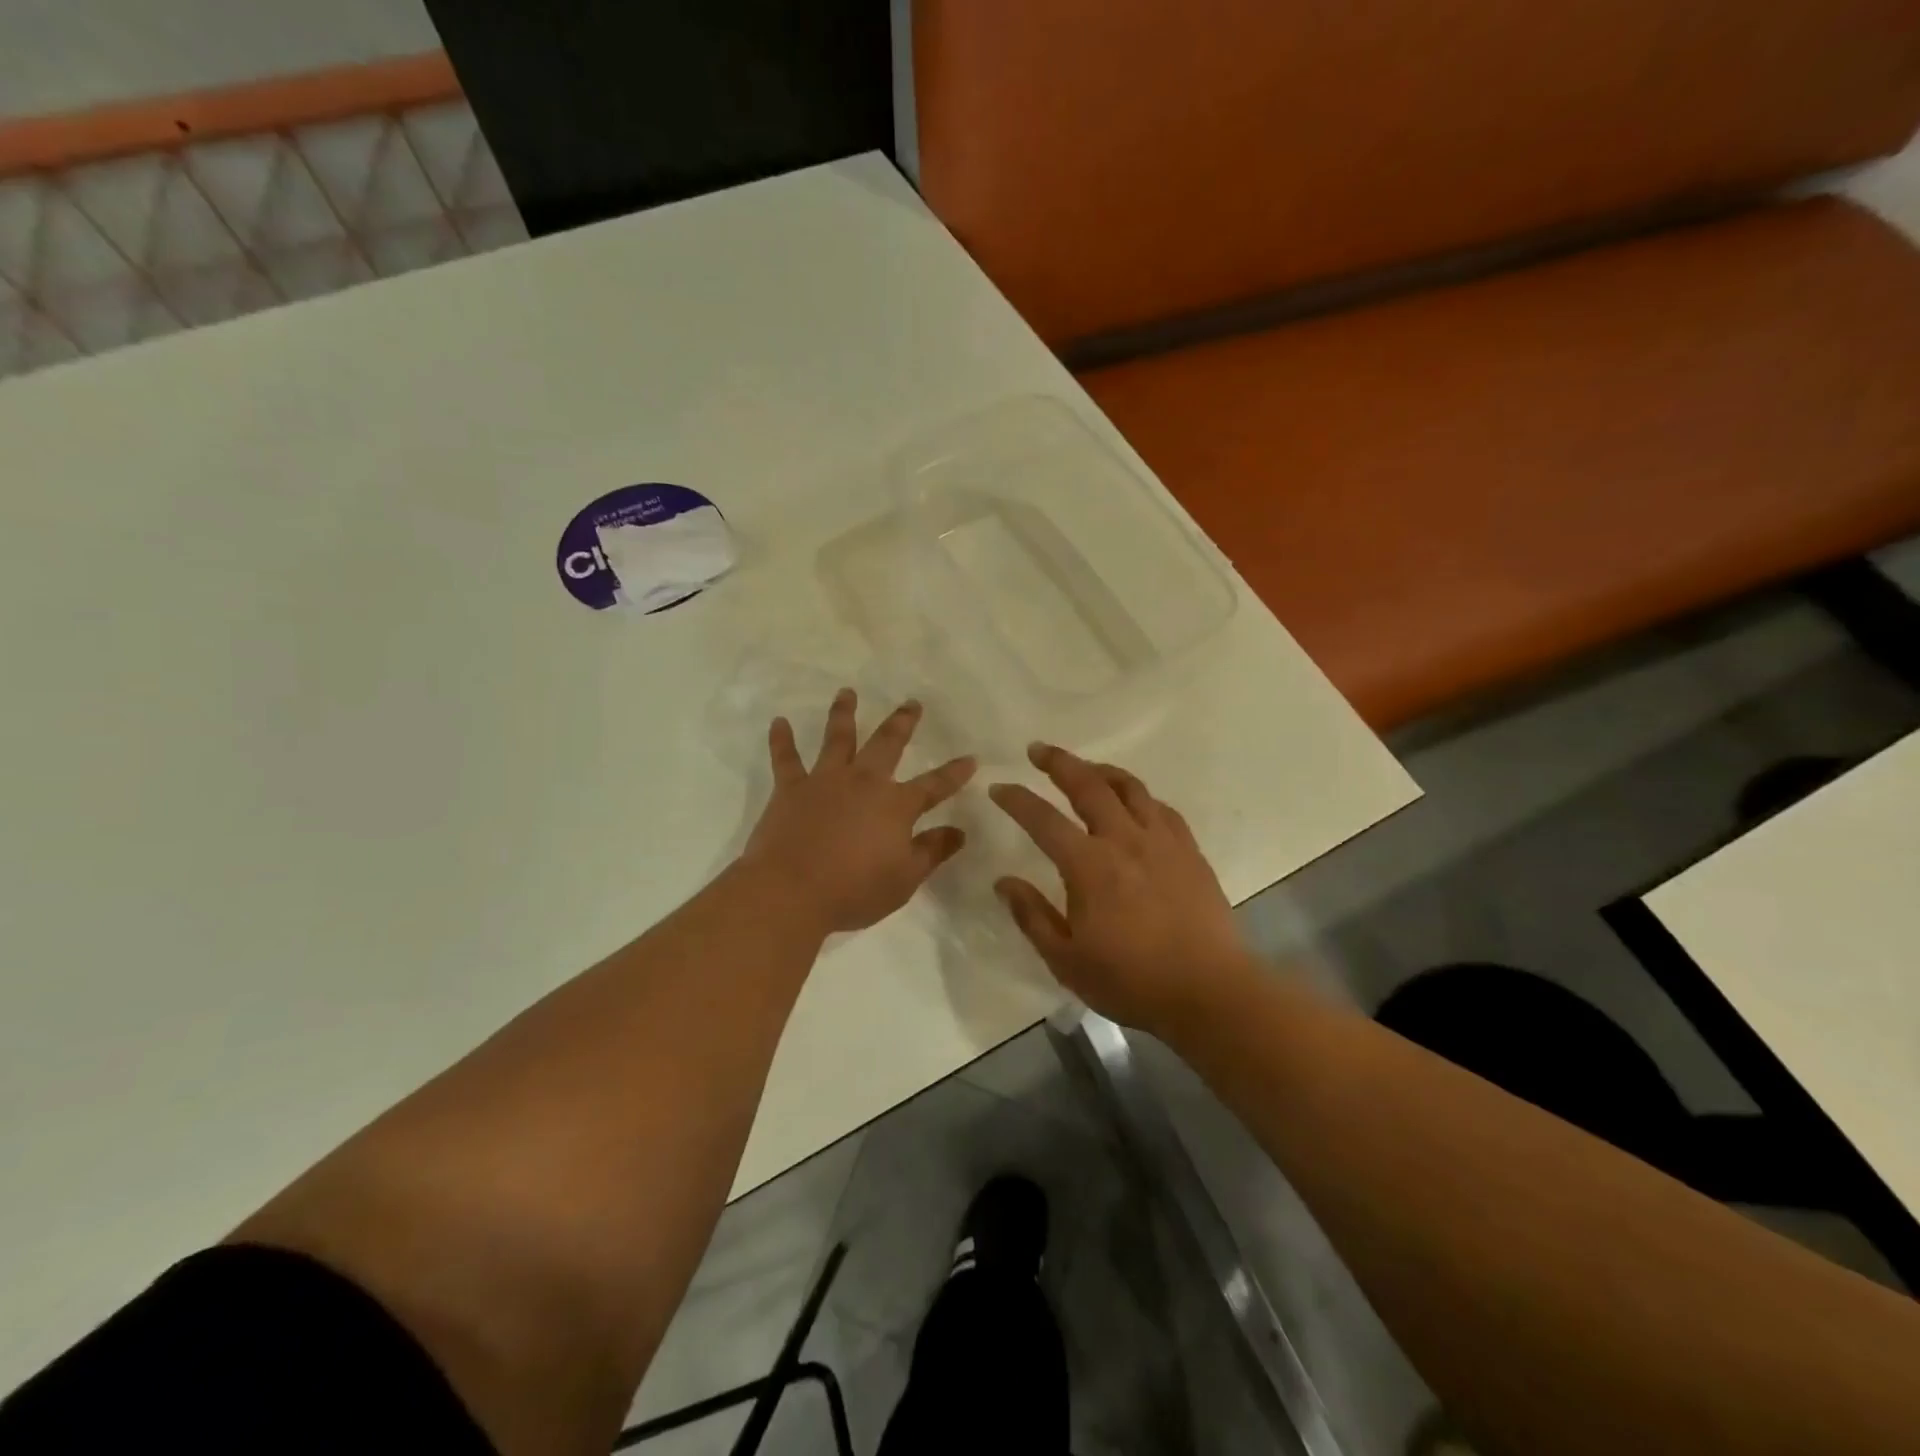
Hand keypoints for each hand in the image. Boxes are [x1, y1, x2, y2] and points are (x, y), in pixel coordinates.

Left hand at [741, 688, 976, 934]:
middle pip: (887, 744)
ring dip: (844, 713)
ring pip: (837, 738)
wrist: (790, 891)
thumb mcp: (904, 878)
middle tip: (911, 703)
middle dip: (902, 722)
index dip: (954, 773)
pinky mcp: (790, 789)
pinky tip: (779, 722)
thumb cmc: (854, 890)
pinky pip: (785, 758)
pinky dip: (781, 739)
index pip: (934, 785)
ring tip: (847, 692)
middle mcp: (863, 782)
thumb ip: (932, 851)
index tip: (971, 758)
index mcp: (896, 805)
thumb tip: (959, 831)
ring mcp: (825, 781)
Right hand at [990, 744, 1257, 1035]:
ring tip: (1085, 768)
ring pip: (1129, 787)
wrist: (1209, 992)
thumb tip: (1003, 882)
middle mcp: (1124, 840)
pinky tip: (1133, 803)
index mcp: (1089, 866)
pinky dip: (1139, 796)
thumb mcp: (1066, 960)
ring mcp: (1162, 841)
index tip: (998, 787)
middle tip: (1038, 750)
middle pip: (1088, 786)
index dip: (1017, 800)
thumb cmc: (1131, 981)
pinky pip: (1161, 807)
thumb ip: (1032, 916)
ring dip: (1101, 771)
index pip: (1043, 820)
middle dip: (1059, 762)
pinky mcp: (1189, 851)